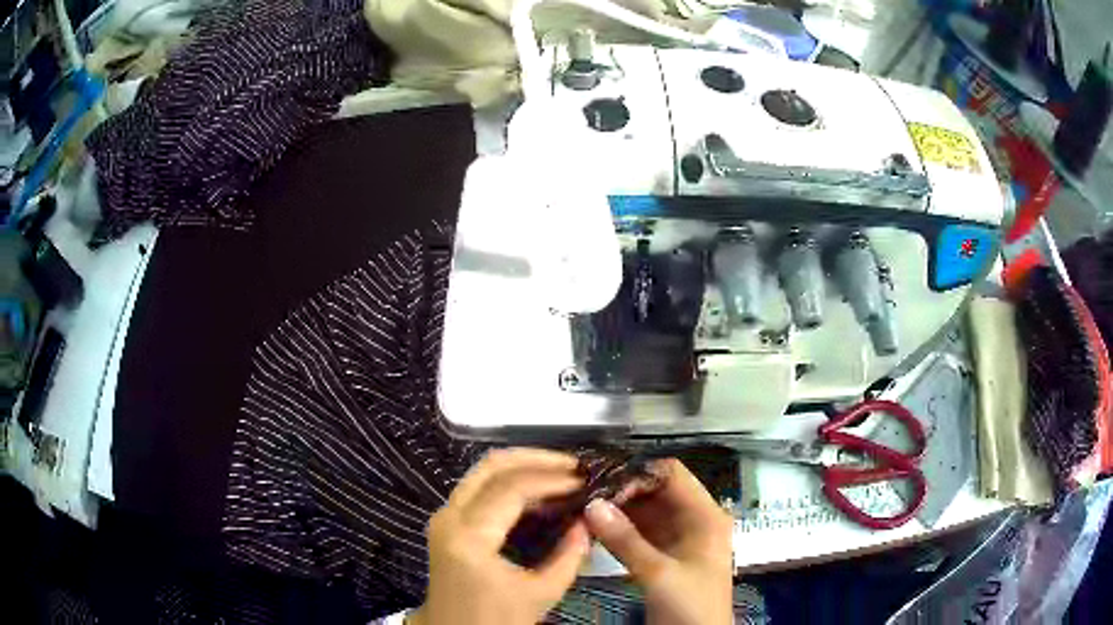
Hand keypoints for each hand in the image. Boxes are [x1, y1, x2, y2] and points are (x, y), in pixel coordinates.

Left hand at [409, 449, 589, 624]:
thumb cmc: (494, 620)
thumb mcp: (540, 595)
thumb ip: (569, 556)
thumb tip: (589, 522)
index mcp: (469, 537)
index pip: (512, 489)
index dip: (551, 479)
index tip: (584, 480)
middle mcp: (449, 516)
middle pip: (491, 466)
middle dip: (535, 459)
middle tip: (573, 465)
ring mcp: (444, 515)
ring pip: (482, 471)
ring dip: (522, 466)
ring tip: (560, 473)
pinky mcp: (447, 521)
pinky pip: (478, 486)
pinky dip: (509, 480)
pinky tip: (537, 489)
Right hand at [584, 458, 733, 624]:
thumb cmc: (690, 605)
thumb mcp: (659, 573)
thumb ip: (625, 539)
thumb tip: (592, 504)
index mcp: (705, 516)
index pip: (672, 475)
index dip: (639, 474)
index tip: (603, 483)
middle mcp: (693, 521)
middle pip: (657, 492)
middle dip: (623, 492)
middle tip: (584, 494)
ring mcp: (678, 540)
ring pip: (646, 513)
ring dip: (618, 511)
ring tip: (582, 507)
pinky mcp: (664, 557)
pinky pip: (640, 534)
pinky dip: (619, 530)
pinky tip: (592, 529)